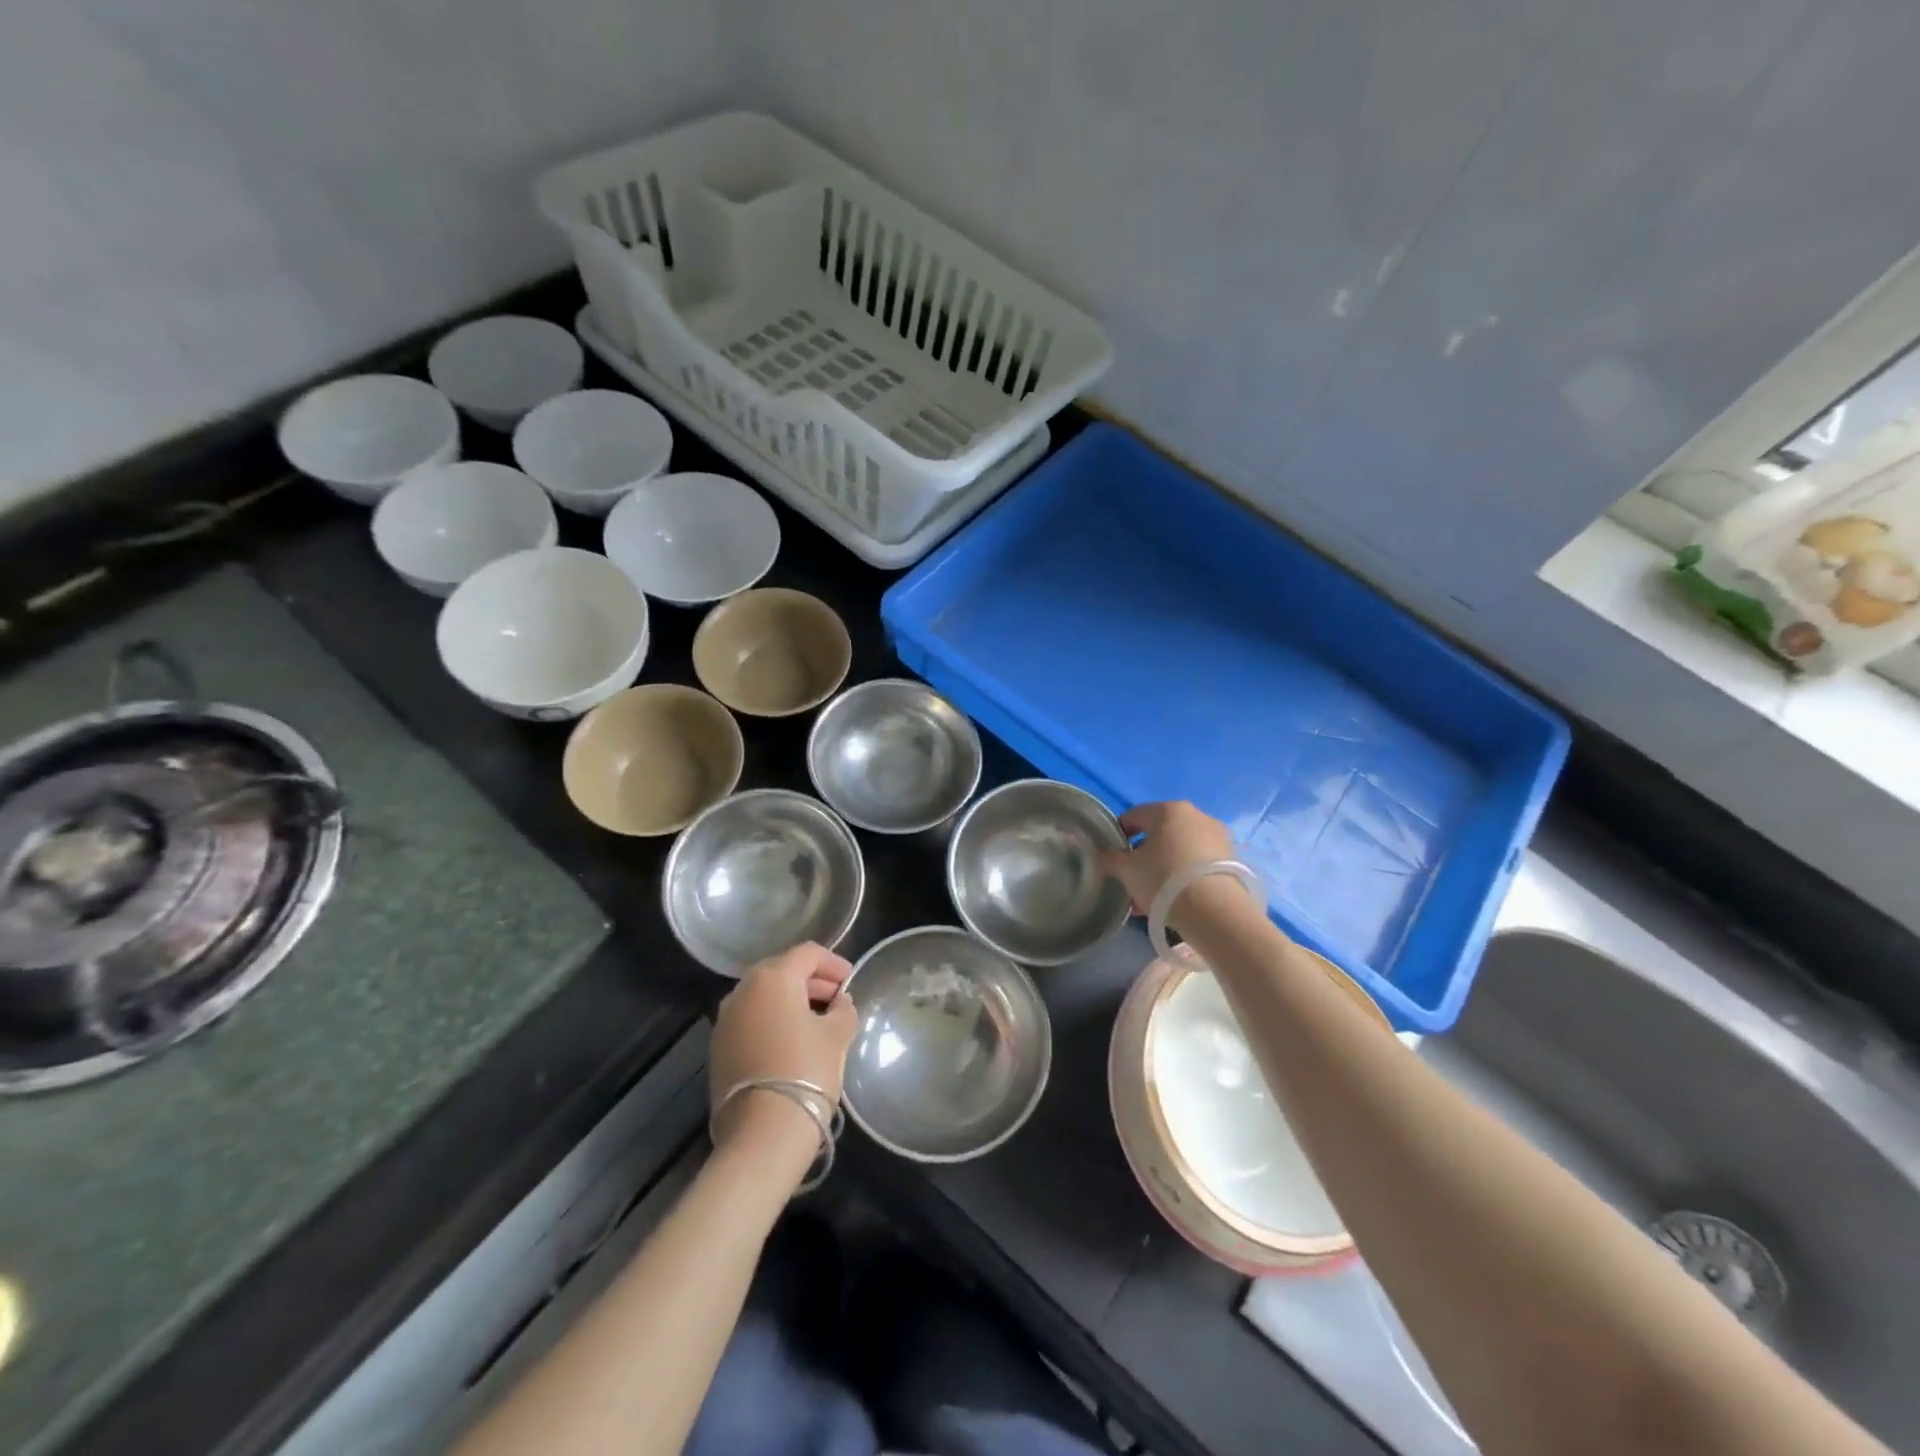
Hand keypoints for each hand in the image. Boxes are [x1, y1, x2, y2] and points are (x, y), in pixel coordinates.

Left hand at [709, 943, 857, 1157]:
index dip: (833, 963)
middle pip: (781, 971)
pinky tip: (791, 1042)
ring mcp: (725, 1021)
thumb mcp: (837, 1036)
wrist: (762, 1134)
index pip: (807, 953)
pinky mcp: (718, 1049)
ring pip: (762, 996)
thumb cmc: (807, 1071)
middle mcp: (743, 990)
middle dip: (811, 981)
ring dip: (790, 1001)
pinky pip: (750, 1021)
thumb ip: (842, 1009)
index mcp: (773, 978)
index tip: (851, 981)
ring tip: (816, 1021)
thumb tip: (838, 1003)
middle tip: (836, 999)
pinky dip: (772, 1021)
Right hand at [1097, 801, 1248, 932]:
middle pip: (1159, 833)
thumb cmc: (1163, 880)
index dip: (1119, 835)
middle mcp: (1195, 815)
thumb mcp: (1126, 870)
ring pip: (1179, 849)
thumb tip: (1101, 853)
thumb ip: (1109, 858)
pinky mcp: (1231, 858)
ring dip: (1164, 867)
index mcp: (1167, 810)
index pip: (1134, 816)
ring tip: (1152, 897)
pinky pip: (1198, 862)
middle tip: (1133, 880)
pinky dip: (1184, 875)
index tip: (1113, 858)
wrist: (1215, 911)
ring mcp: (1217, 836)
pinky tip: (1175, 899)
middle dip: (1144, 855)